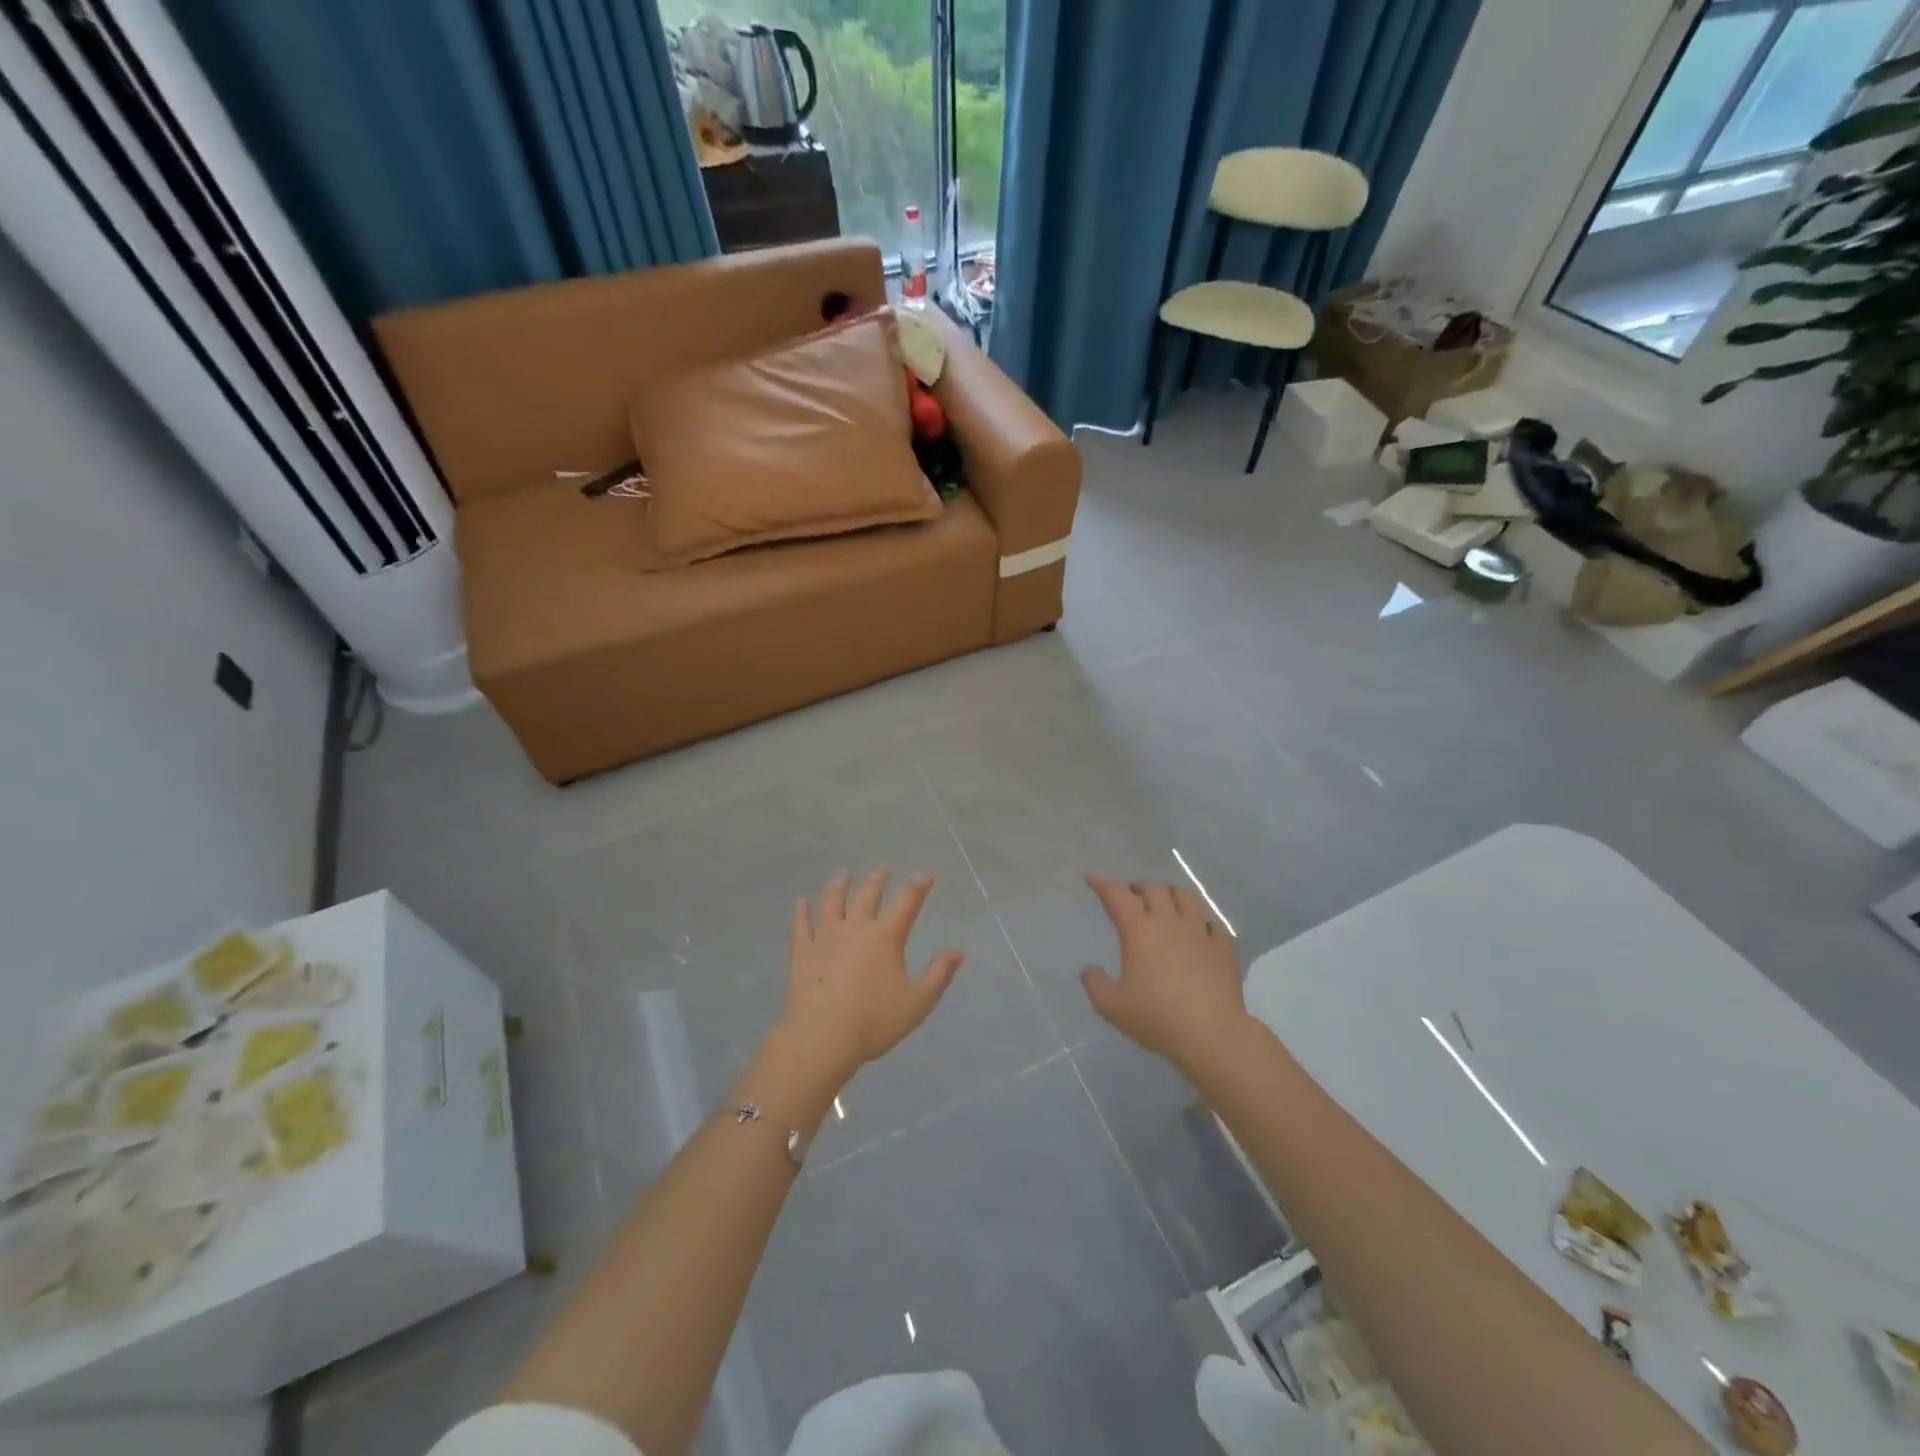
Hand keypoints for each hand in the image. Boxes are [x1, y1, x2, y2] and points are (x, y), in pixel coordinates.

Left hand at [782, 869, 963, 1084]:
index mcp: (886, 938)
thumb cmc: (875, 1021)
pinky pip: (801, 925)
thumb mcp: (918, 1002)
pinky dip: (801, 911)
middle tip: (882, 870)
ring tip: (843, 875)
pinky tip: (801, 902)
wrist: (823, 1038)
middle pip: (868, 895)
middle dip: (877, 880)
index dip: (918, 886)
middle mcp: (856, 928)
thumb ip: (939, 975)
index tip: (925, 875)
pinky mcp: (802, 952)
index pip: (907, 903)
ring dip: (839, 885)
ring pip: (832, 902)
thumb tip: (957, 952)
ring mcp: (825, 937)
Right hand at [1080, 875, 1248, 1071]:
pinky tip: (1199, 930)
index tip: (1092, 879)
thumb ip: (1095, 984)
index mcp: (1139, 931)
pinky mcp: (1223, 947)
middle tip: (1130, 894)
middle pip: (1153, 889)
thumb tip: (1089, 970)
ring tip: (1164, 901)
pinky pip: (1212, 923)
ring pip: (1185, 897)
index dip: (1102, 884)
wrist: (1212, 1035)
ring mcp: (1199, 932)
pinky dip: (1201, 920)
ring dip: (1170, 893)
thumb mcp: (1112, 1006)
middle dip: (1137, 886)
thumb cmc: (1157, 1018)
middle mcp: (1169, 923)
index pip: (1117, 896)